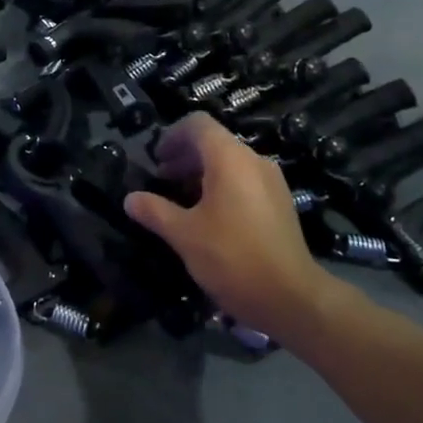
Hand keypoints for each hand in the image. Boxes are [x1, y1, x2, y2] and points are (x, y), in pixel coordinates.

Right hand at [124, 113, 341, 341]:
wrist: (292, 299)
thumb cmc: (232, 258)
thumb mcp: (184, 235)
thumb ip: (155, 211)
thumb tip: (130, 199)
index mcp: (230, 158)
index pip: (198, 124)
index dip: (172, 136)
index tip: (155, 160)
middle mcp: (254, 161)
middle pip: (213, 142)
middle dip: (183, 157)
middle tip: (161, 181)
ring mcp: (271, 182)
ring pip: (229, 162)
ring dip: (201, 173)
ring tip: (180, 201)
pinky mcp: (280, 203)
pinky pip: (244, 180)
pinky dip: (221, 187)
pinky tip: (208, 217)